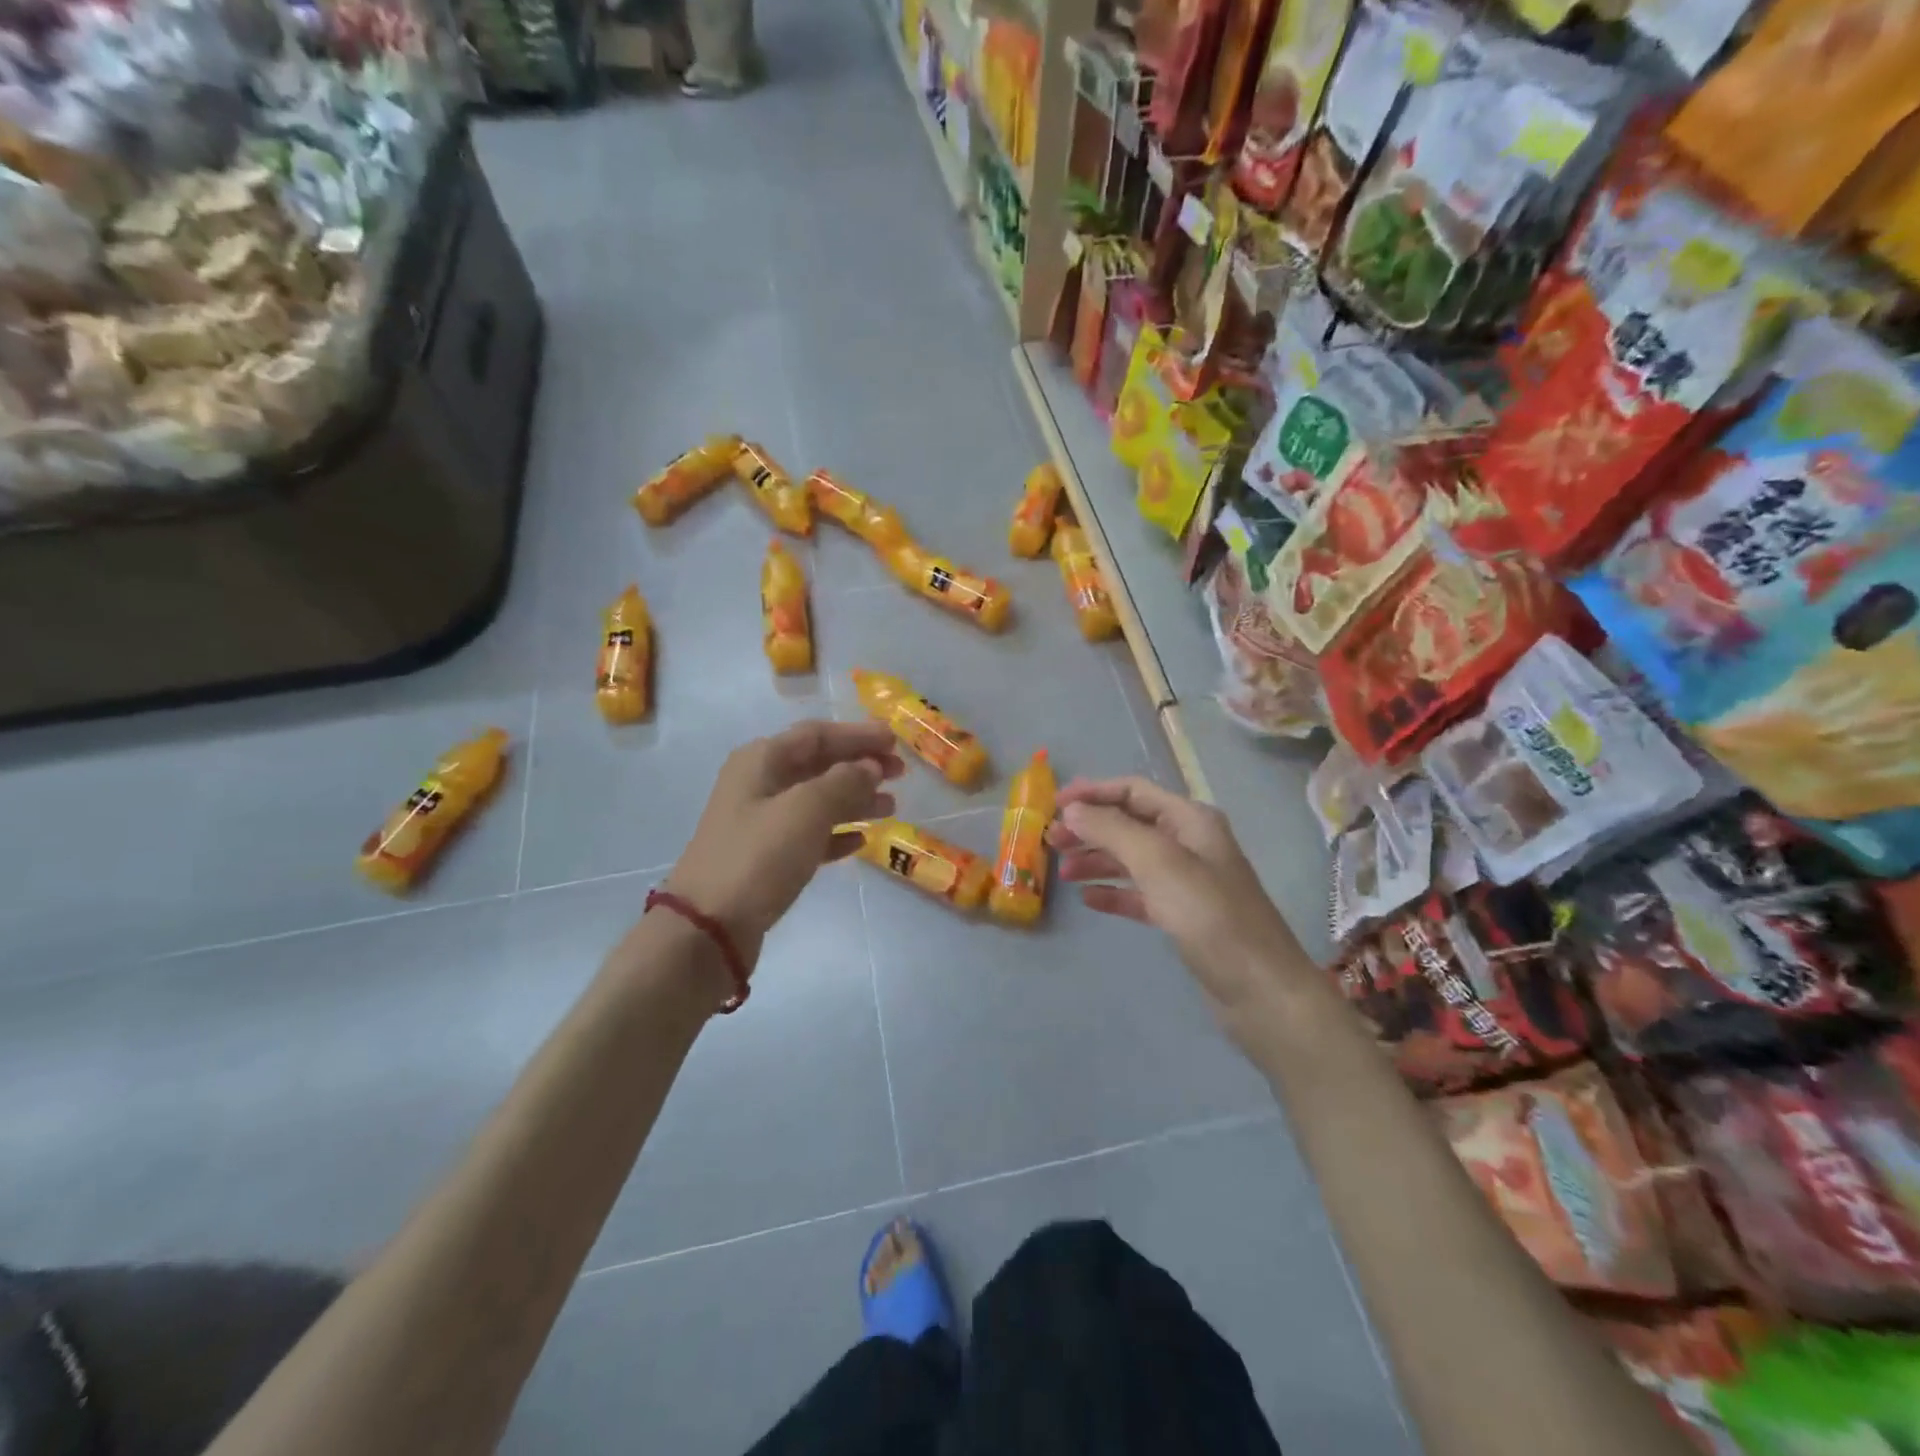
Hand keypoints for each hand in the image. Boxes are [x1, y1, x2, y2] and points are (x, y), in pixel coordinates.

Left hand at [665, 720, 904, 967]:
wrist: (709, 927)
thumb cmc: (759, 856)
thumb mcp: (806, 810)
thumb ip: (844, 781)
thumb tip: (870, 766)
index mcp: (762, 761)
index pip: (818, 734)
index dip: (858, 735)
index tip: (896, 742)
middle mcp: (759, 784)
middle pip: (819, 764)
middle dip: (860, 766)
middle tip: (900, 774)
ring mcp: (761, 822)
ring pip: (818, 800)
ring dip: (855, 799)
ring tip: (891, 807)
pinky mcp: (767, 858)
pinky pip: (810, 834)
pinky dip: (837, 832)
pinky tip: (862, 840)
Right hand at [1048, 775, 1306, 1025]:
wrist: (1261, 991)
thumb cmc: (1210, 916)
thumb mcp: (1158, 863)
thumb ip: (1112, 830)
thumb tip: (1072, 810)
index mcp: (1191, 820)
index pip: (1133, 791)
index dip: (1092, 793)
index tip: (1053, 806)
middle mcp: (1190, 843)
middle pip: (1130, 824)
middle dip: (1090, 828)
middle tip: (1050, 842)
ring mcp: (1187, 882)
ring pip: (1132, 859)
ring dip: (1096, 860)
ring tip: (1062, 872)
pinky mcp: (1183, 916)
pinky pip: (1140, 894)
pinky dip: (1114, 892)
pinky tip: (1088, 900)